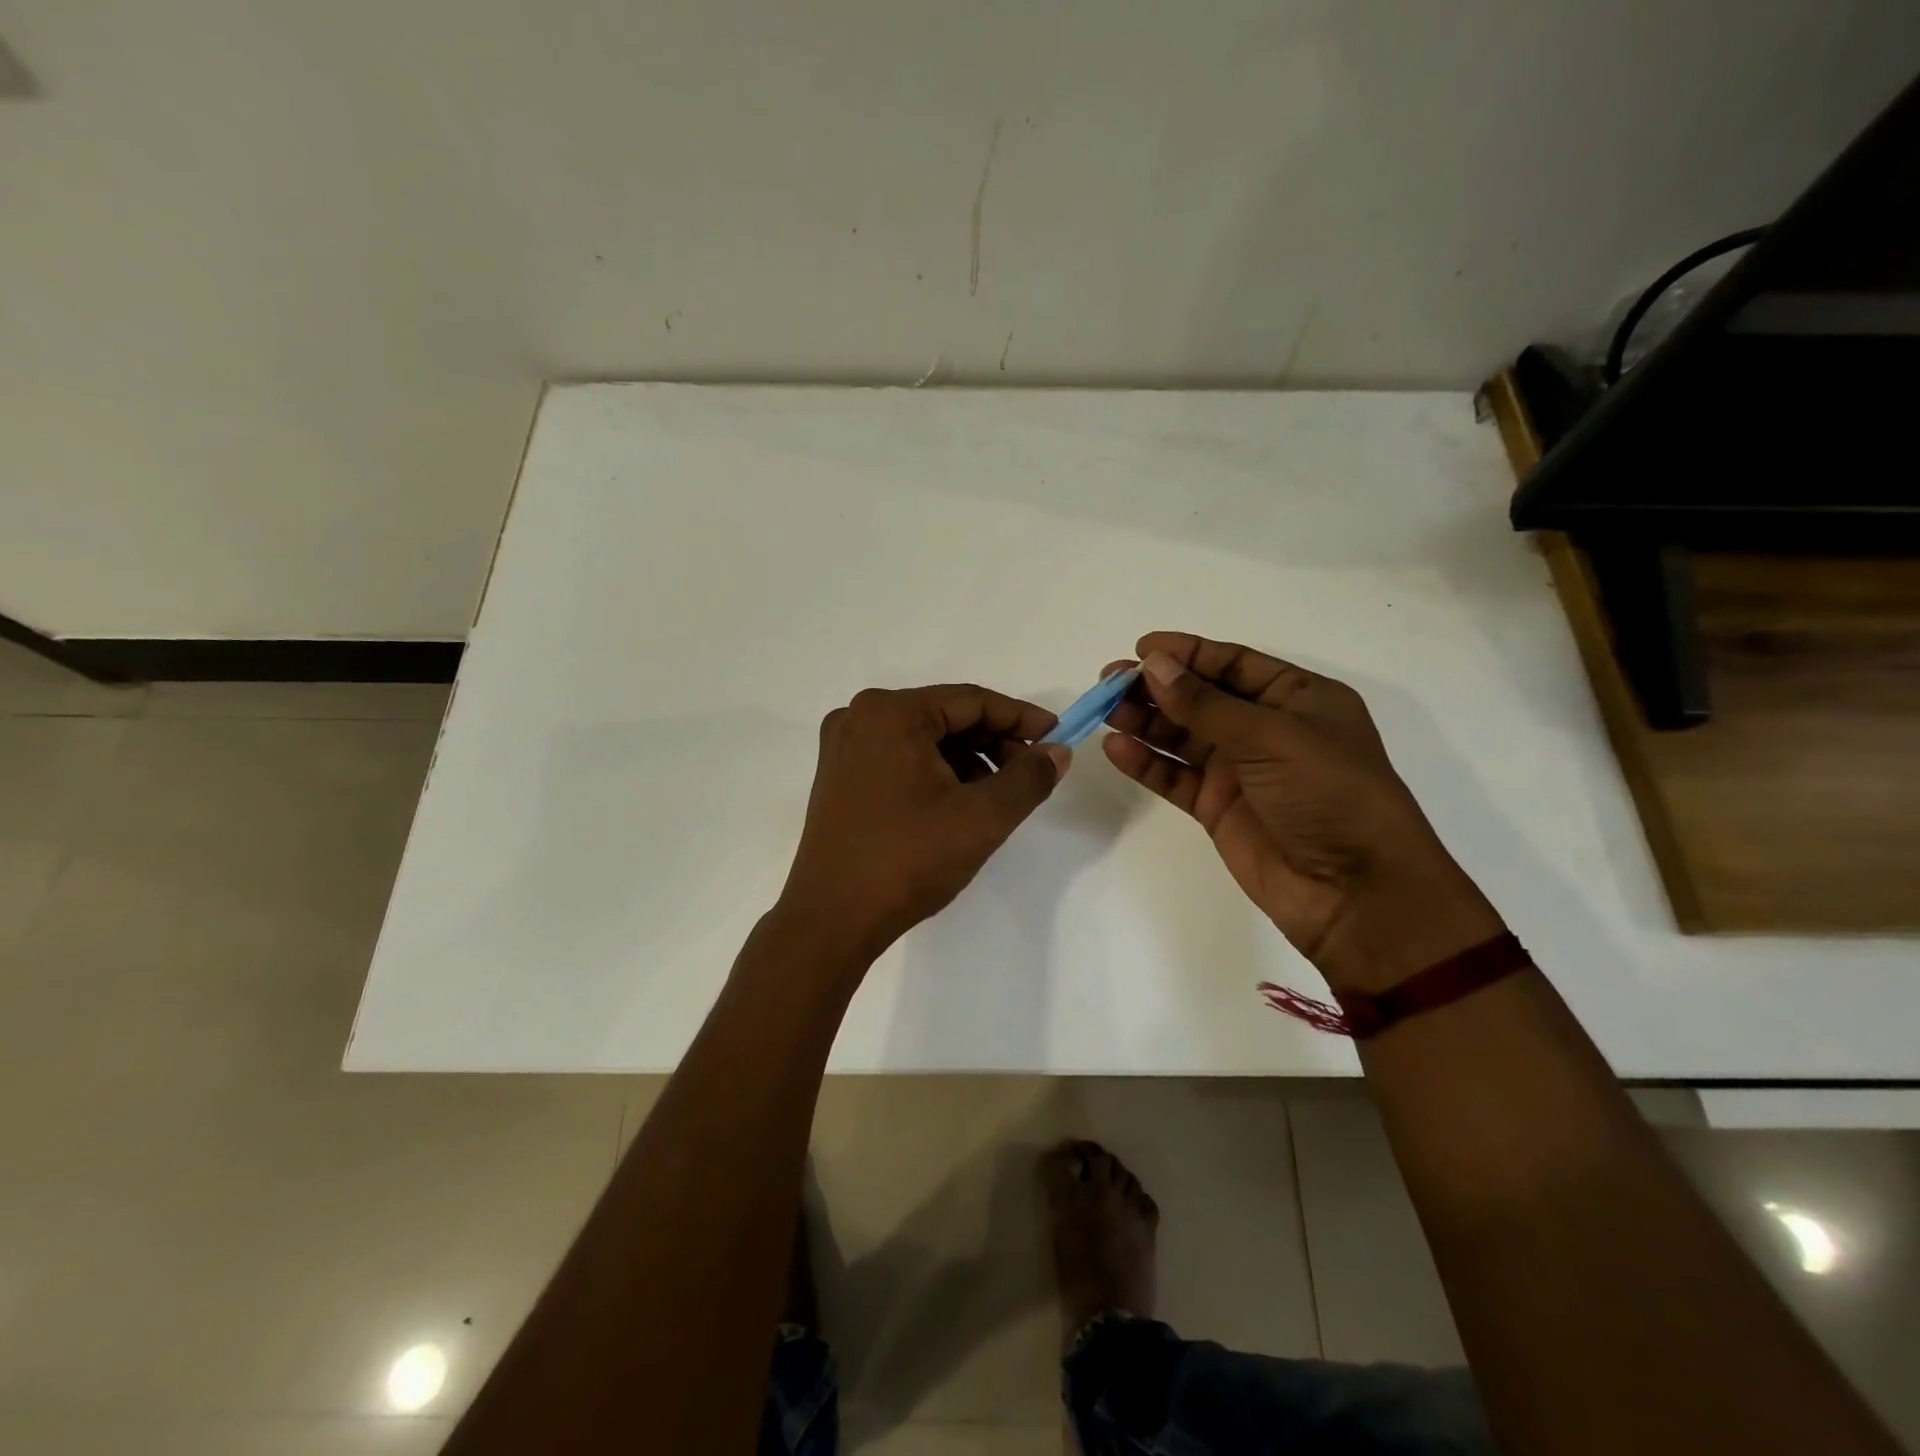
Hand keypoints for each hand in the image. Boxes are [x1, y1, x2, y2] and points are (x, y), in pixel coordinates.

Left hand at [775, 684, 1070, 967]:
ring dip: (967, 760)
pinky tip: (960, 804)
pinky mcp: (839, 777)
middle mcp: (860, 718)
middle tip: (1031, 772)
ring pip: (924, 740)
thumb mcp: (981, 818)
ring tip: (999, 795)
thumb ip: (1028, 778)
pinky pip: (900, 759)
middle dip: (994, 742)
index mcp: (890, 713)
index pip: (971, 701)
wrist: (832, 920)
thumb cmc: (908, 860)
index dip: (1021, 718)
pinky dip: (936, 773)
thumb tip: (1057, 752)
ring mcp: (844, 748)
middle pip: (946, 717)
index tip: (1057, 738)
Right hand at [1101, 632, 1502, 991]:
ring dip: (1145, 722)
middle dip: (1156, 687)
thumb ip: (1206, 703)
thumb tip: (1153, 666)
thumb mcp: (1271, 736)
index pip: (1233, 664)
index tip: (1140, 648)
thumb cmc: (1328, 794)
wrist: (1354, 891)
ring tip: (1105, 712)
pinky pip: (1175, 776)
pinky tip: (1117, 749)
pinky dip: (1147, 763)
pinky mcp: (1218, 807)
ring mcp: (1240, 770)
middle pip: (1200, 698)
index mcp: (1297, 698)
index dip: (1187, 653)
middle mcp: (1267, 729)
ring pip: (1182, 736)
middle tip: (1109, 682)